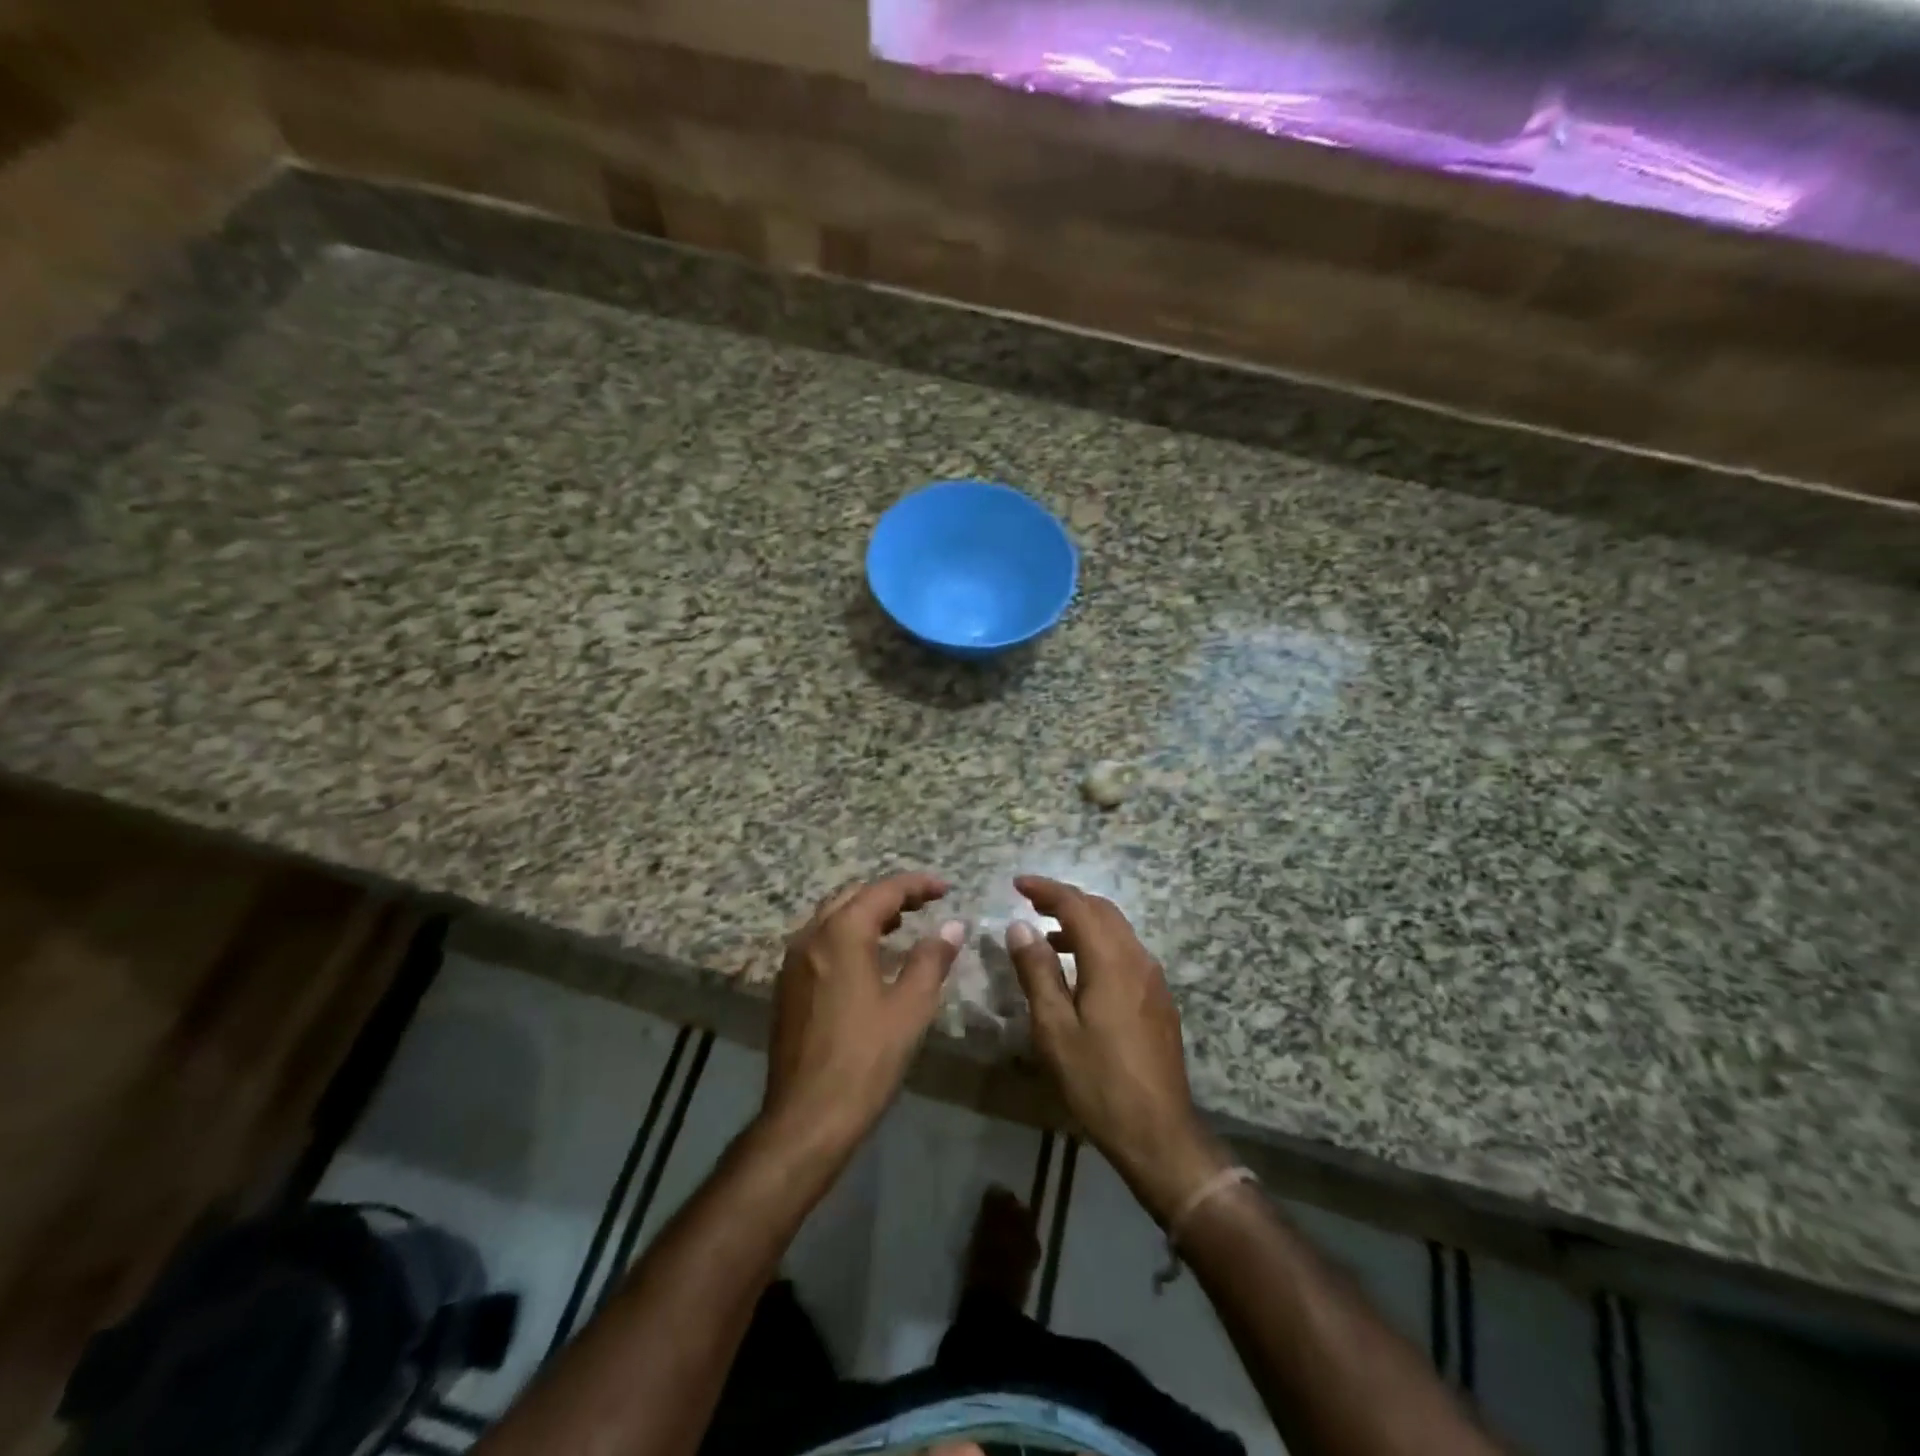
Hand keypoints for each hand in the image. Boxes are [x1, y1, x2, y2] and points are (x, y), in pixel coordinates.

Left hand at [761, 873, 964, 1159]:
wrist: (807, 1116)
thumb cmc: (866, 1059)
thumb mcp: (910, 1007)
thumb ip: (931, 959)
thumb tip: (952, 926)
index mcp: (841, 934)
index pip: (883, 891)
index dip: (916, 885)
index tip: (945, 889)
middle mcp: (811, 936)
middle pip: (852, 896)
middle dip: (889, 894)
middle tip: (924, 904)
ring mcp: (793, 961)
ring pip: (831, 917)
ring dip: (866, 913)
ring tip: (900, 925)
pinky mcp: (787, 986)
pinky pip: (819, 941)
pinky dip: (846, 934)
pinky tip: (867, 958)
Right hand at [1005, 875, 1227, 1224]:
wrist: (1159, 1132)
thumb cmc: (1098, 1081)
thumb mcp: (1055, 1029)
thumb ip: (1037, 972)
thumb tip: (1020, 927)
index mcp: (1111, 961)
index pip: (1077, 906)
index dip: (1047, 890)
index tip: (1018, 884)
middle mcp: (1138, 959)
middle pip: (1102, 911)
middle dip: (1066, 899)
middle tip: (1031, 901)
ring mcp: (1153, 980)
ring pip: (1117, 930)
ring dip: (1083, 921)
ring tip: (1047, 934)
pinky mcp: (1159, 999)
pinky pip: (1126, 952)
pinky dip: (1098, 943)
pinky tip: (1079, 969)